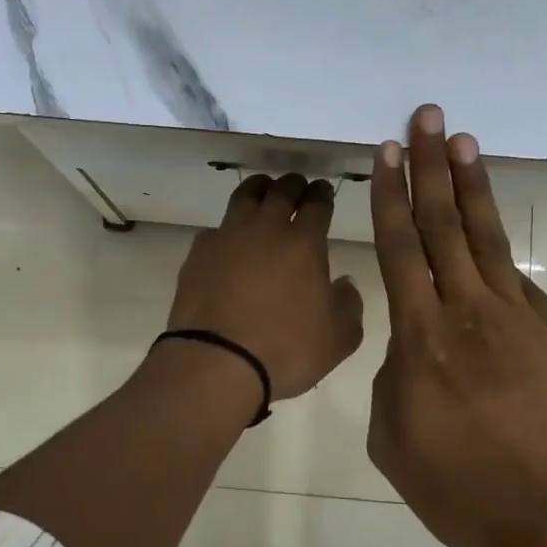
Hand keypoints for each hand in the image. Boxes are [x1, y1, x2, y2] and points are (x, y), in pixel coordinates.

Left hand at [165, 174, 364, 403]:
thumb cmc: (286, 350)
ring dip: (258, 190)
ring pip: (244, 197)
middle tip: (297, 187)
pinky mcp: (198, 254)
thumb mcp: (338, 338)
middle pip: (281, 190)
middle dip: (293, 185)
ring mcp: (227, 237)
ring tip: (263, 193)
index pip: (317, 203)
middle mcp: (265, 229)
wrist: (217, 362)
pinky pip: (215, 230)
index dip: (322, 194)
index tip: (323, 191)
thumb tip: (344, 283)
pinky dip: (226, 230)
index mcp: (304, 242)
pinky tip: (228, 242)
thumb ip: (349, 305)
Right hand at [366, 105, 546, 546]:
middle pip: (446, 225)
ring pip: (488, 240)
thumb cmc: (458, 488)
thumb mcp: (392, 438)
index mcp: (421, 338)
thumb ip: (392, 379)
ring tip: (463, 142)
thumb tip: (411, 350)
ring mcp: (519, 321)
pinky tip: (493, 231)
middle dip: (432, 167)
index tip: (386, 152)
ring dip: (473, 187)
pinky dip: (502, 251)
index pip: (402, 248)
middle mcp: (469, 313)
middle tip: (427, 117)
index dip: (391, 196)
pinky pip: (520, 282)